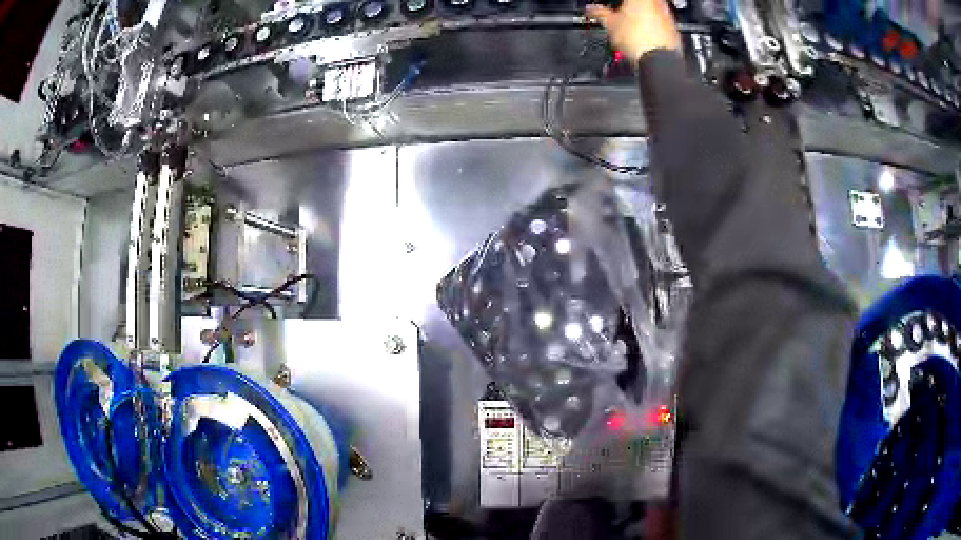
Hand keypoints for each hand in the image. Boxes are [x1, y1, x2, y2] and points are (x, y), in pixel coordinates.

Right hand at [586, 0, 680, 63]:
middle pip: (641, 3)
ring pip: (652, 11)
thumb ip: (599, 13)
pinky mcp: (674, 30)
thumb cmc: (638, 40)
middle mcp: (656, 3)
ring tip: (630, 26)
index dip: (617, 3)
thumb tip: (592, 10)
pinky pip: (660, 24)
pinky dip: (651, 28)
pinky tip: (643, 36)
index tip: (612, 6)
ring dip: (641, 16)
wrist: (660, 62)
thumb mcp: (609, 25)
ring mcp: (667, 16)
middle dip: (630, 7)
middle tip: (620, 13)